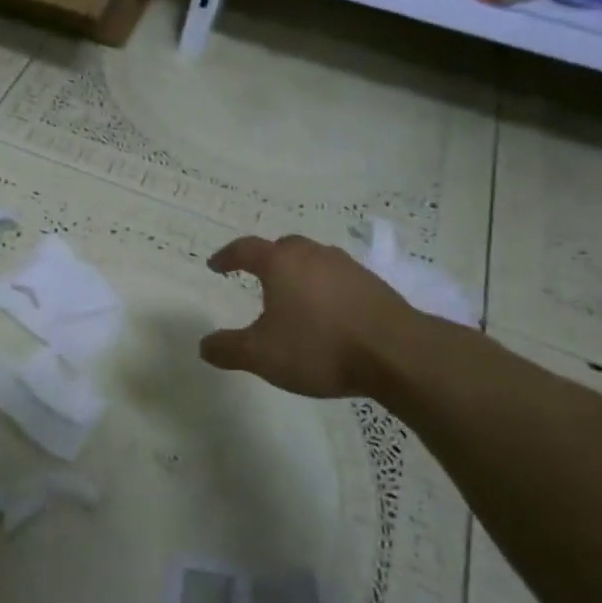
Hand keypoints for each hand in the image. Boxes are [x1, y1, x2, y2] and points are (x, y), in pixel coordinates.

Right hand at [198, 234, 415, 398]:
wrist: (397, 354)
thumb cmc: (319, 347)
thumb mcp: (262, 355)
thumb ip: (228, 349)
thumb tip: (204, 345)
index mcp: (282, 264)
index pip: (246, 249)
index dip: (227, 256)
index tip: (216, 266)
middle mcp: (314, 255)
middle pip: (284, 247)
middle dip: (268, 258)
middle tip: (258, 275)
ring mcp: (348, 268)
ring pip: (316, 260)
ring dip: (300, 272)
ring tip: (294, 296)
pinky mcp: (375, 285)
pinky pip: (340, 279)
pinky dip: (327, 288)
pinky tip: (329, 313)